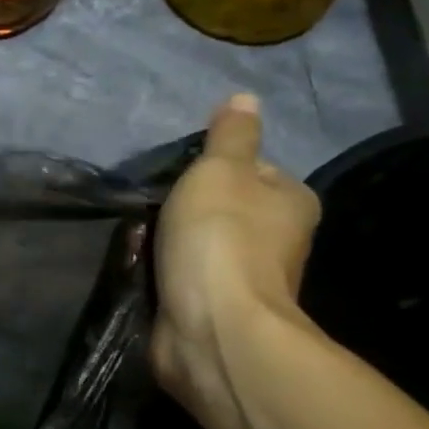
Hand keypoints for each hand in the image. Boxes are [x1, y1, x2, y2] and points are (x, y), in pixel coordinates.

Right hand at [152, 94, 321, 428]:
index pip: (248, 170)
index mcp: (290, 202)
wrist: (211, 330)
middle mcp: (276, 241)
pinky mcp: (212, 311)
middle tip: (151, 212)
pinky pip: (179, 279)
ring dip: (163, 244)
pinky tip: (139, 272)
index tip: (179, 178)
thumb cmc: (220, 240)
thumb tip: (245, 98)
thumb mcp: (220, 170)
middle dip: (179, 210)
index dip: (209, 168)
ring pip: (194, 246)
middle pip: (217, 209)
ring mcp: (243, 280)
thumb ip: (229, 136)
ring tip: (138, 243)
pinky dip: (159, 274)